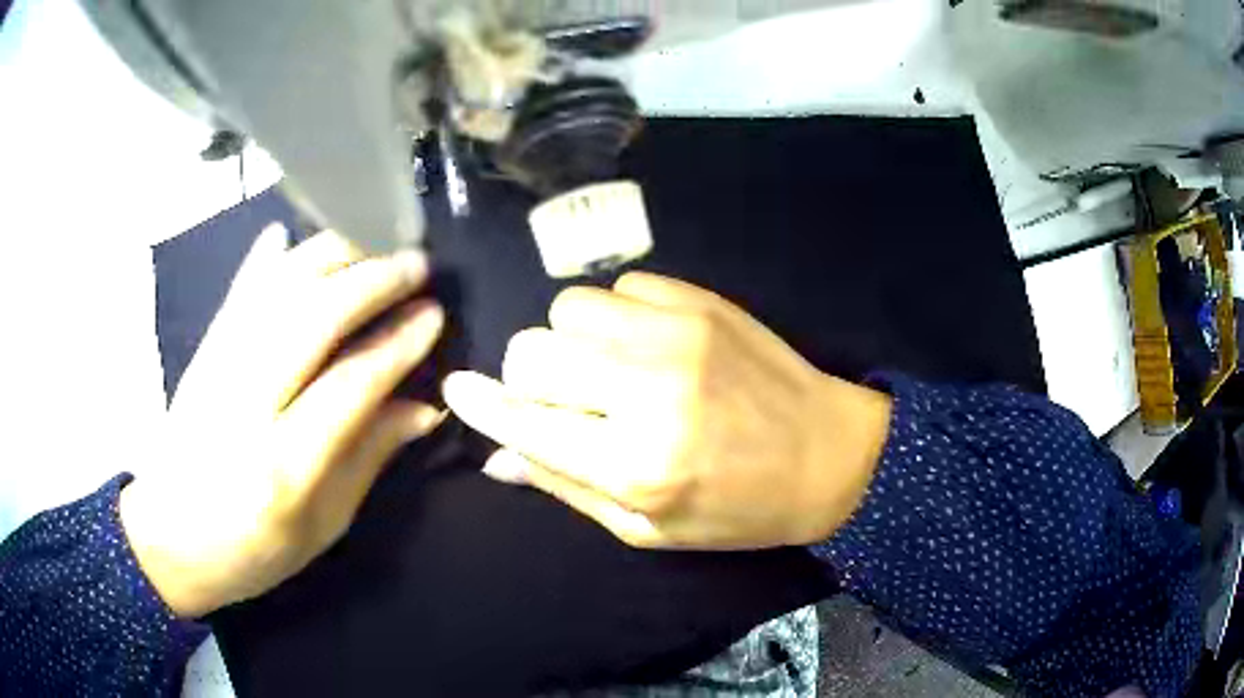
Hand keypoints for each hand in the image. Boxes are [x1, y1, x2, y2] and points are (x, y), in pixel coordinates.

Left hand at [120, 227, 444, 617]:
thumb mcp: (322, 526)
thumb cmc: (252, 550)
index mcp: (283, 467)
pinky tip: (285, 233)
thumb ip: (369, 459)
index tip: (433, 314)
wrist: (169, 539)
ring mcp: (216, 371)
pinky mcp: (200, 355)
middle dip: (369, 281)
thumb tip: (423, 408)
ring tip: (370, 240)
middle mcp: (246, 407)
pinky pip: (235, 294)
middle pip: (311, 319)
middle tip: (415, 263)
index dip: (397, 344)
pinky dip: (263, 260)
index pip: (350, 385)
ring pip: (274, 292)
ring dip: (327, 256)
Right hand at [443, 272, 890, 549]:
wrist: (828, 455)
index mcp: (635, 464)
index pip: (525, 419)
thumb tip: (499, 456)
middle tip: (564, 398)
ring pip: (569, 307)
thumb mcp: (647, 527)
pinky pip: (619, 286)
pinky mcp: (702, 301)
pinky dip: (617, 315)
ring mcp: (677, 333)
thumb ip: (566, 487)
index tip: (458, 390)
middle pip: (533, 350)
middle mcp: (648, 390)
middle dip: (530, 376)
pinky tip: (648, 343)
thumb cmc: (737, 509)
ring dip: (572, 340)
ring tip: (608, 367)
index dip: (481, 403)